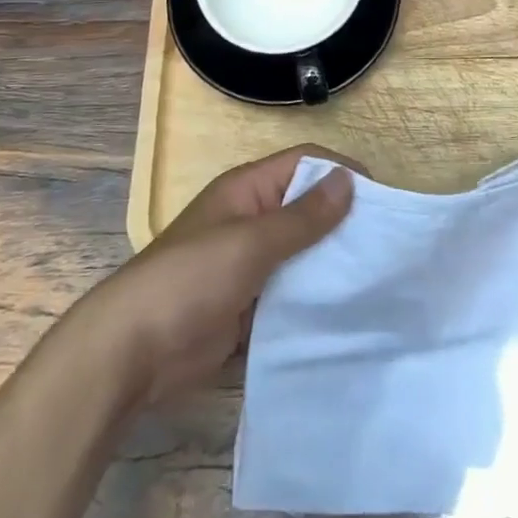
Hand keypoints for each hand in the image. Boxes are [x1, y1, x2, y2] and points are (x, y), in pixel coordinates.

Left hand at [84, 147, 356, 406]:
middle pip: (306, 208)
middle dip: (343, 219)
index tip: (382, 197)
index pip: (303, 163)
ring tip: (377, 275)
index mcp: (247, 190)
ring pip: (302, 253)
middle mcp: (251, 220)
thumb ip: (302, 217)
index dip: (340, 171)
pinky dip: (315, 297)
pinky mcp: (249, 306)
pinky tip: (347, 311)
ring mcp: (249, 265)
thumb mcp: (250, 243)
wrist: (131, 354)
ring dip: (331, 261)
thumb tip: (349, 180)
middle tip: (387, 241)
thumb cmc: (189, 280)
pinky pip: (291, 292)